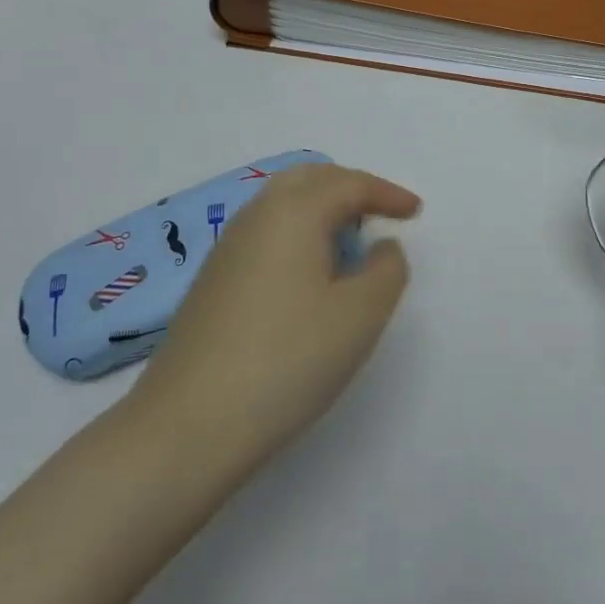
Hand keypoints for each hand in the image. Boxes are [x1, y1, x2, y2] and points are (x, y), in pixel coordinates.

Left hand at [130, 164, 419, 480]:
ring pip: (281, 204)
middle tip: (381, 214)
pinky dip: (296, 234)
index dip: (386, 193)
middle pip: (307, 178)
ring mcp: (226, 248)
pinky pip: (264, 233)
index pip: (348, 183)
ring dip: (320, 209)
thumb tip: (381, 247)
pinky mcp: (212, 280)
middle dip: (349, 188)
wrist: (189, 425)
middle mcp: (255, 217)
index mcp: (293, 213)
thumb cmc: (287, 360)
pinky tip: (307, 275)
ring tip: (349, 242)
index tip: (415, 211)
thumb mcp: (360, 315)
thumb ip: (387, 270)